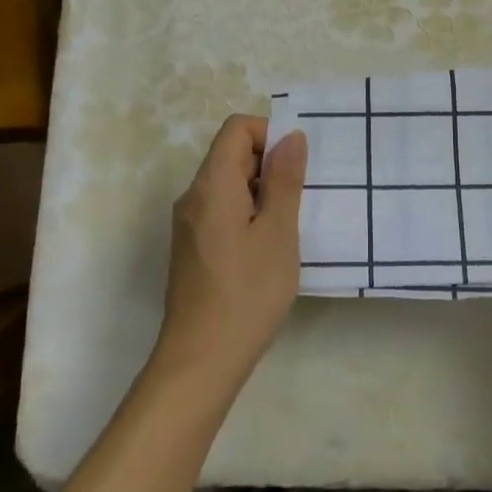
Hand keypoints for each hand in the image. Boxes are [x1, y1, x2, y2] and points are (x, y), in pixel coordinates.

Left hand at [151, 116, 307, 393]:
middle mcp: (193, 197)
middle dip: (270, 165)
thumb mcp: (278, 233)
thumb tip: (290, 136)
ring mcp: (189, 224)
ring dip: (262, 192)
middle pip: (231, 154)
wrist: (200, 363)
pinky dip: (248, 214)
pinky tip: (269, 248)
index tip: (297, 166)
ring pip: (229, 185)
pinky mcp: (192, 248)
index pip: (236, 129)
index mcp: (211, 185)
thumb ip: (284, 179)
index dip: (269, 134)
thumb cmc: (246, 294)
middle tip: (302, 198)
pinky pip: (222, 210)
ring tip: (290, 225)